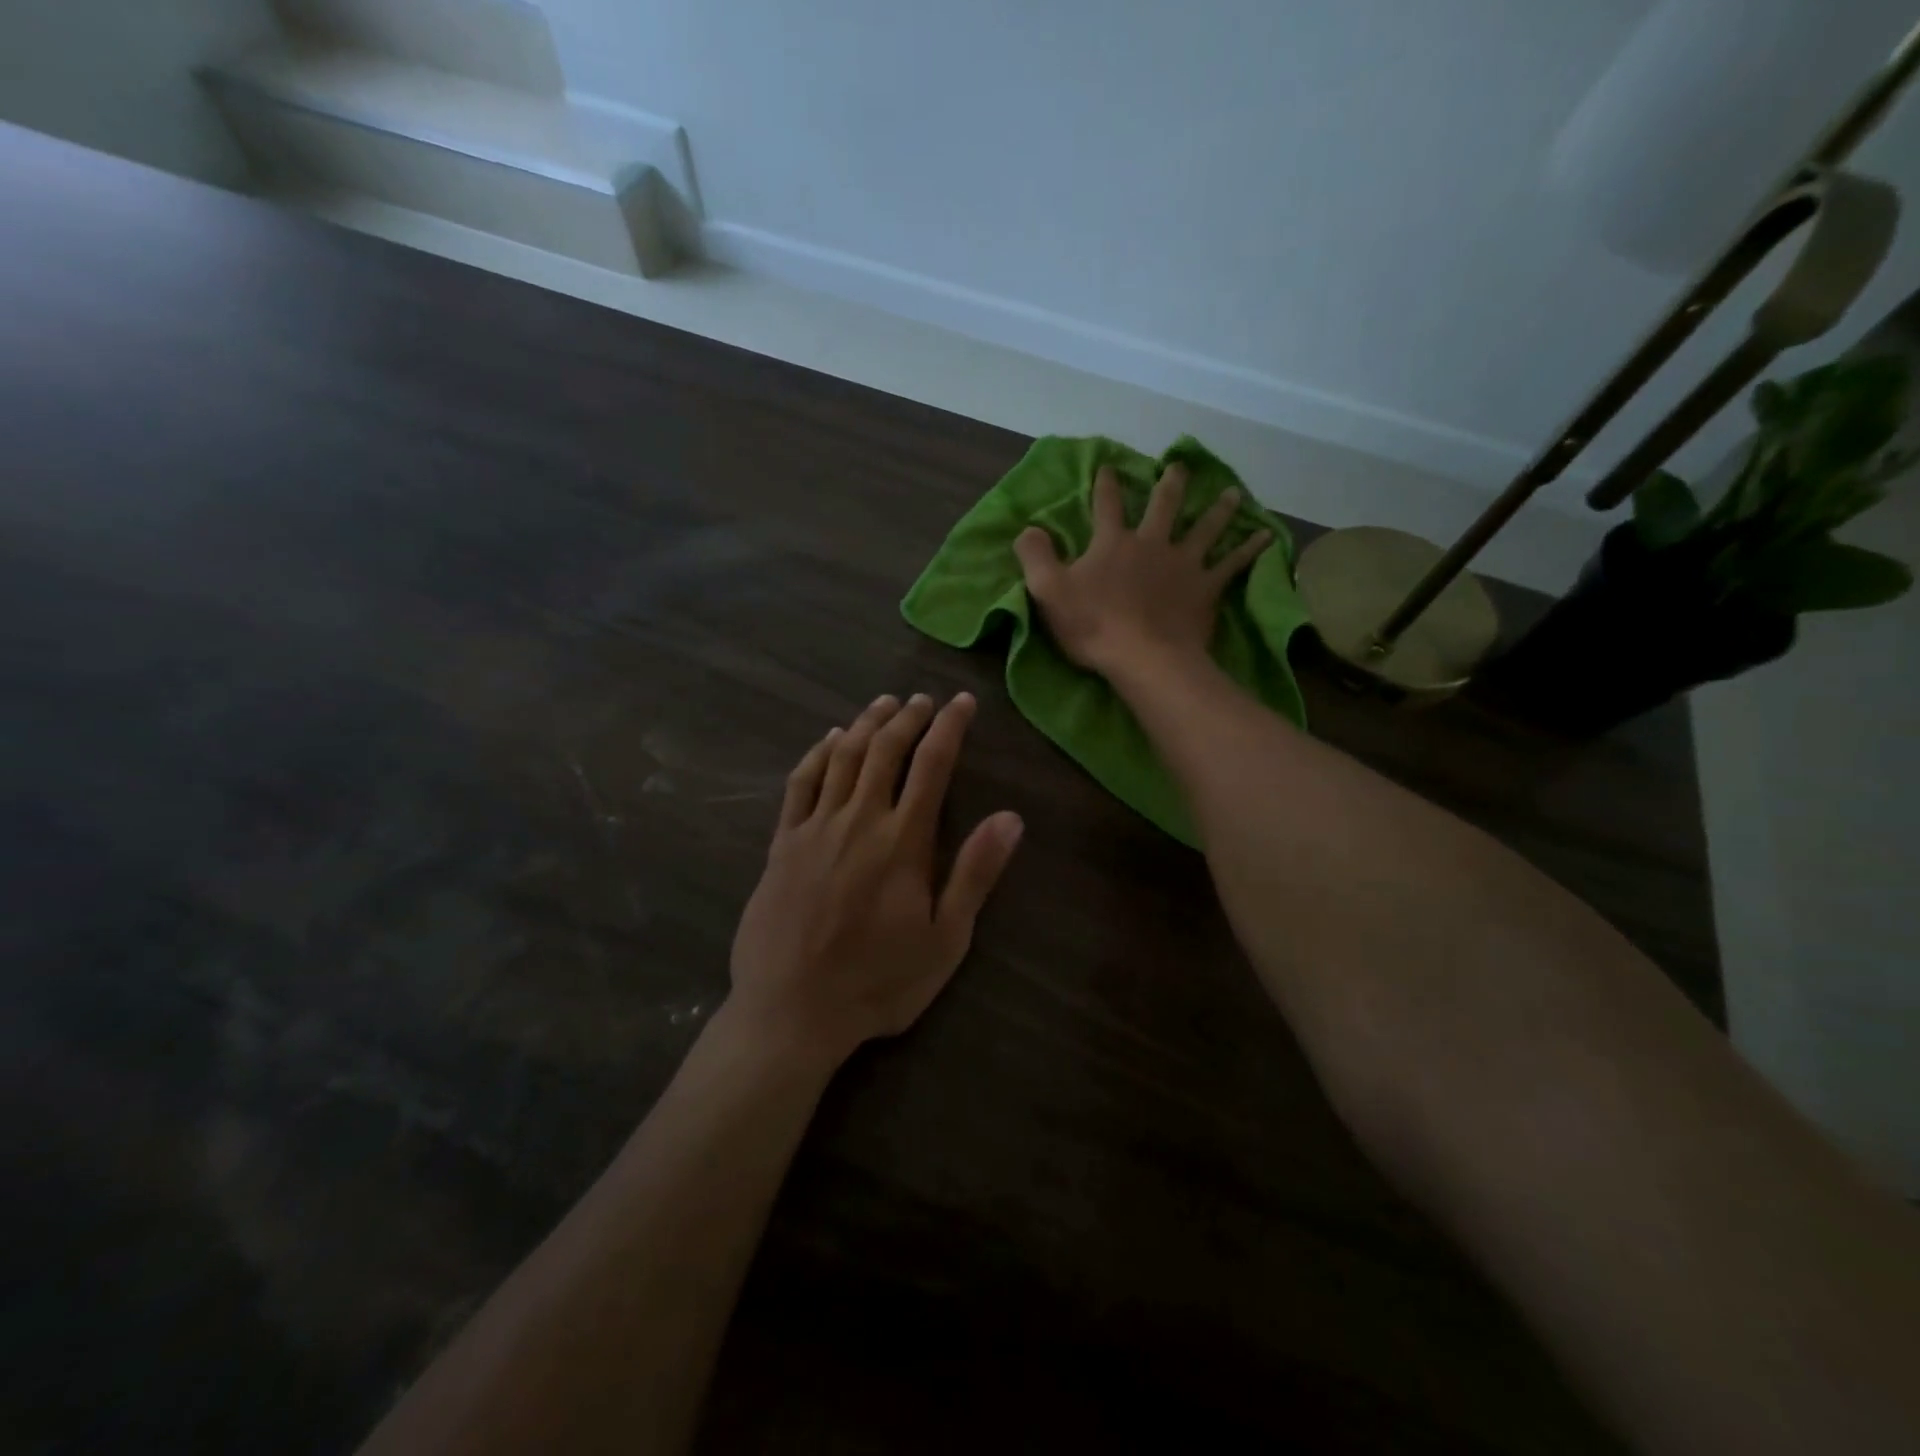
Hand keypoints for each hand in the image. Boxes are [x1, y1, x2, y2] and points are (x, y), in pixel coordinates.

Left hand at [727, 692, 1023, 1067]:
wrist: (791, 1011)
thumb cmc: (877, 982)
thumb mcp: (944, 940)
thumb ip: (975, 874)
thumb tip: (1010, 817)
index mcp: (902, 842)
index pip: (932, 766)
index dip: (950, 727)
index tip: (963, 703)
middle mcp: (858, 821)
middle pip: (885, 750)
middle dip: (908, 717)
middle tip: (923, 700)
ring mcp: (814, 829)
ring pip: (843, 757)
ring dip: (866, 724)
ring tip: (884, 704)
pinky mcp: (782, 843)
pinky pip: (800, 783)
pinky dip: (817, 754)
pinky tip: (829, 739)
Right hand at [1013, 462, 1271, 677]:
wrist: (1144, 658)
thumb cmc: (1093, 626)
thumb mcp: (1048, 591)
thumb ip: (1035, 556)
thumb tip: (1028, 529)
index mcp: (1113, 543)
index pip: (1106, 506)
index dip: (1105, 485)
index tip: (1108, 466)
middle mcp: (1152, 543)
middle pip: (1164, 506)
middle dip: (1170, 484)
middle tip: (1180, 466)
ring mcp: (1184, 564)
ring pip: (1205, 528)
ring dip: (1218, 509)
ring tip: (1233, 493)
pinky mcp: (1206, 588)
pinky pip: (1233, 564)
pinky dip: (1250, 549)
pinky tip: (1266, 535)